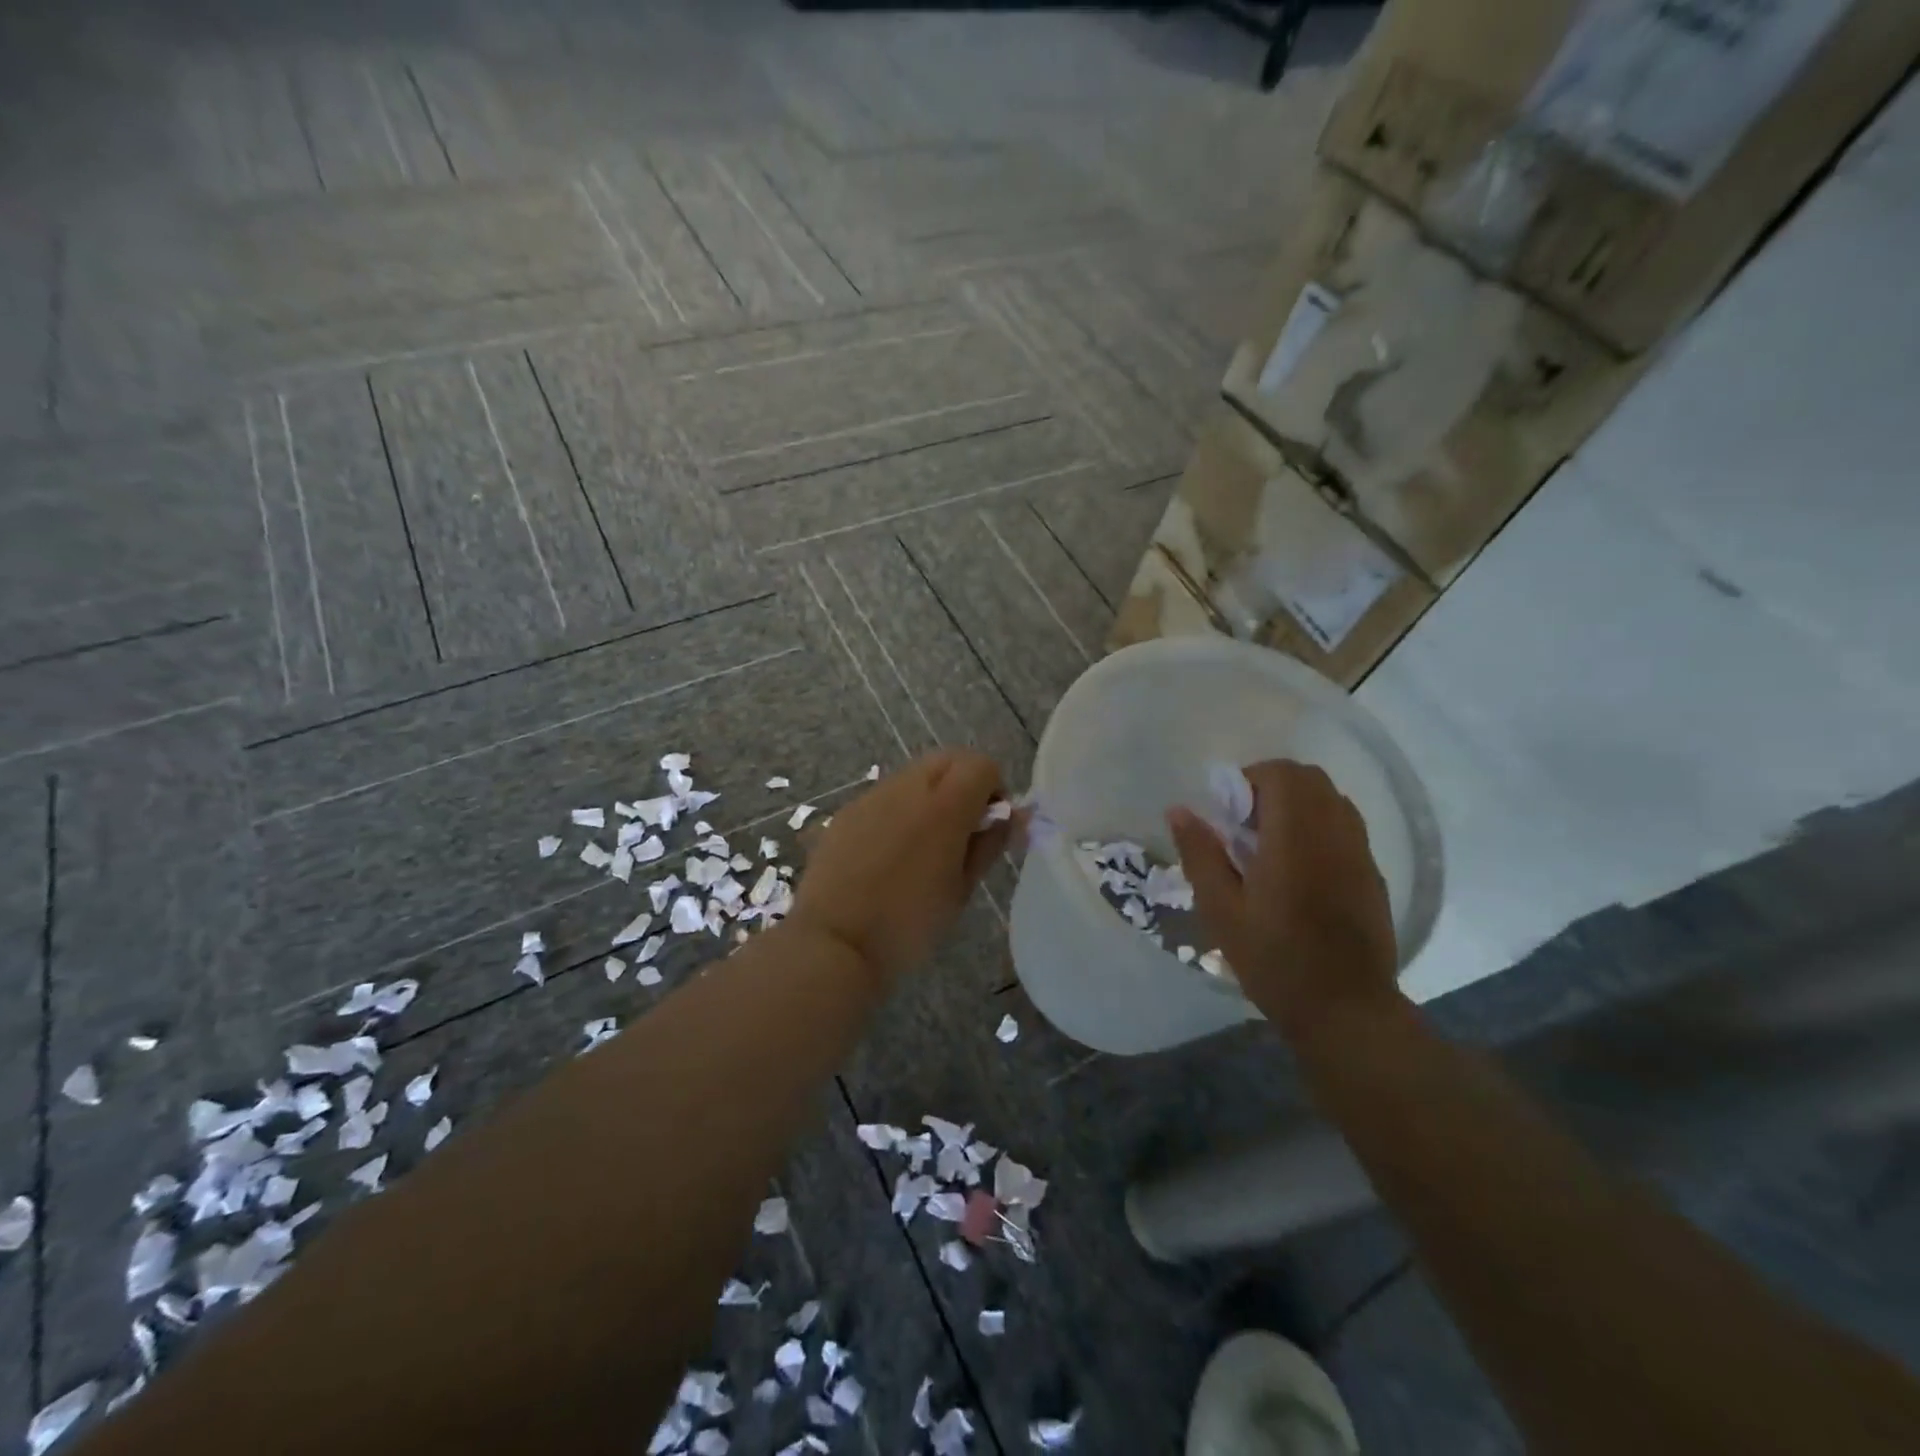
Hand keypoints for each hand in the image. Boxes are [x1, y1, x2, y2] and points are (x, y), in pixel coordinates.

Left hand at [789, 750, 1010, 983]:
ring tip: (924, 843)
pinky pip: (884, 795)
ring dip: (931, 794)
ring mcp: (872, 796)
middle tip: (963, 829)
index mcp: (944, 805)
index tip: (990, 825)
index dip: (994, 788)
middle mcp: (907, 787)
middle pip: (948, 758)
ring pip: (914, 774)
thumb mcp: (961, 889)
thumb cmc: (909, 923)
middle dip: (964, 782)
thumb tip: (1011, 817)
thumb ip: (989, 844)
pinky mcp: (846, 811)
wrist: (834, 940)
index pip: (982, 765)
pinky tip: (889, 853)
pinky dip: (899, 809)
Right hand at [1168, 760, 1399, 1041]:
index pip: (1281, 773)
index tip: (1228, 812)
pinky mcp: (1372, 875)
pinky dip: (1320, 826)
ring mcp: (1360, 853)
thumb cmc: (1274, 960)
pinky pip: (1346, 826)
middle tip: (1246, 825)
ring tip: (1271, 844)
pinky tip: (1300, 869)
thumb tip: (1178, 810)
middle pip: (1310, 778)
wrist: (1346, 1010)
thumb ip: (1200, 854)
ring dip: (1299, 805)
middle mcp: (1334, 834)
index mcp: (1294, 838)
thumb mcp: (1221, 910)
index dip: (1250, 779)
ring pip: (1332, 799)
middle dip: (1273, 787)